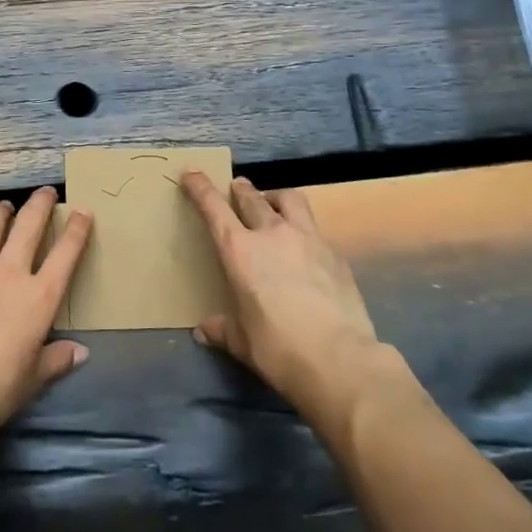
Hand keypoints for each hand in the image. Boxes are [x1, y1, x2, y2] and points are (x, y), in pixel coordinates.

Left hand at [0, 187, 92, 455]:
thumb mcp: (34, 378)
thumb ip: (57, 358)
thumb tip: (81, 351)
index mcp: (39, 297)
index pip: (66, 253)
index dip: (78, 228)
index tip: (83, 211)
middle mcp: (9, 273)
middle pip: (29, 225)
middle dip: (40, 203)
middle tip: (46, 192)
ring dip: (1, 212)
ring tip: (5, 207)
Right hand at [182, 173, 385, 430]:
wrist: (340, 359)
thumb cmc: (278, 349)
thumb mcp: (242, 342)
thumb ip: (222, 330)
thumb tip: (204, 331)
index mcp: (239, 250)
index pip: (214, 207)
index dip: (200, 187)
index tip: (191, 173)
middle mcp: (272, 233)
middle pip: (252, 197)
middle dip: (240, 190)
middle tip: (236, 188)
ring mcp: (307, 238)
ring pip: (289, 199)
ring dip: (275, 197)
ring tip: (273, 205)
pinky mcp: (335, 253)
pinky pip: (314, 229)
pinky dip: (303, 229)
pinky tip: (304, 248)